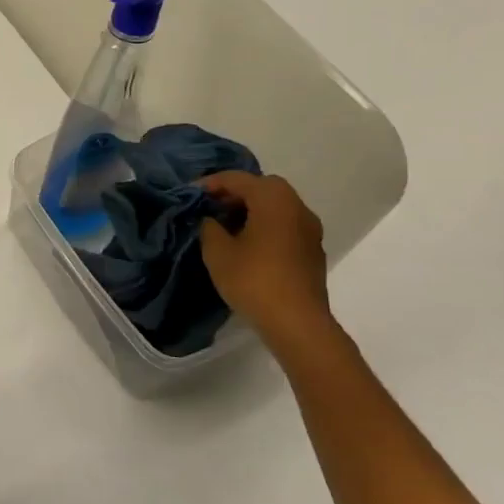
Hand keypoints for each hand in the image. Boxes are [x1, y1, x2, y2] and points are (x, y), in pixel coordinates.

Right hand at [198, 172, 335, 355]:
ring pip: (276, 207)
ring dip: (252, 210)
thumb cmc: (254, 280)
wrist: (298, 324)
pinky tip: (248, 245)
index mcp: (273, 199)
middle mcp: (297, 206)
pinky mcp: (313, 251)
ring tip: (226, 226)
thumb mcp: (217, 251)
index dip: (211, 183)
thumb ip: (209, 228)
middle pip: (262, 188)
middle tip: (210, 207)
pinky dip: (266, 226)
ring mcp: (310, 230)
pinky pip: (285, 226)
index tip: (190, 193)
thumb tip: (212, 221)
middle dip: (235, 193)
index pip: (238, 179)